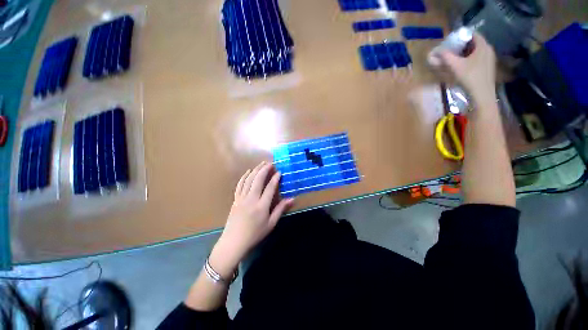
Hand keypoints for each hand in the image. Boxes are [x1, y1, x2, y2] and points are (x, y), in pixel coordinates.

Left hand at [209, 162, 293, 277]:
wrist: (234, 242)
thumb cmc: (255, 234)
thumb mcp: (271, 224)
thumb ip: (281, 209)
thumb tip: (292, 199)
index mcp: (261, 206)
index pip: (270, 188)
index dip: (275, 178)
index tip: (279, 171)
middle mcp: (251, 199)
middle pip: (258, 180)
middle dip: (264, 169)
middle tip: (270, 163)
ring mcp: (242, 198)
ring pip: (249, 180)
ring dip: (255, 170)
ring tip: (261, 164)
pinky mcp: (235, 199)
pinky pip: (240, 184)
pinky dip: (244, 176)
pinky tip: (248, 171)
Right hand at [429, 33, 496, 103]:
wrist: (482, 95)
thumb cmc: (470, 77)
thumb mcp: (455, 66)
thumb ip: (446, 57)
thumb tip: (436, 51)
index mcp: (483, 46)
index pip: (472, 34)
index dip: (461, 35)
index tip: (451, 40)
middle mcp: (488, 49)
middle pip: (474, 42)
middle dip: (462, 45)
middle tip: (451, 49)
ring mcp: (489, 59)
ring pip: (476, 51)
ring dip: (465, 52)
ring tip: (455, 58)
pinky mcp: (488, 67)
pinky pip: (478, 58)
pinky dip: (469, 59)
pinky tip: (462, 66)